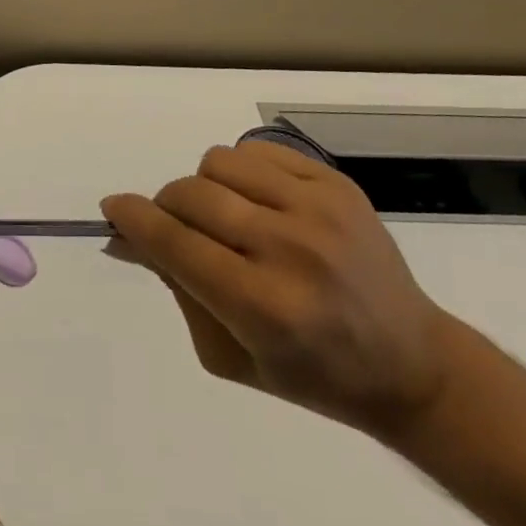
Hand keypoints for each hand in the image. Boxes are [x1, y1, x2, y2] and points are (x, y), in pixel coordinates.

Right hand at [102, 142, 459, 439]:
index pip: (174, 243)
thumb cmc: (312, 374)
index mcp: (263, 307)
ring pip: (218, 163)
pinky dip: (241, 173)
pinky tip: (259, 204)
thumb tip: (126, 236)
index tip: (112, 209)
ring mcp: (319, 210)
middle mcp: (290, 250)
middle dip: (165, 208)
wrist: (412, 364)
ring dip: (205, 188)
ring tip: (227, 218)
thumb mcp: (227, 353)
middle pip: (189, 195)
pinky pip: (256, 151)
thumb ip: (174, 287)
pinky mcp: (337, 185)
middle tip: (175, 229)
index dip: (133, 219)